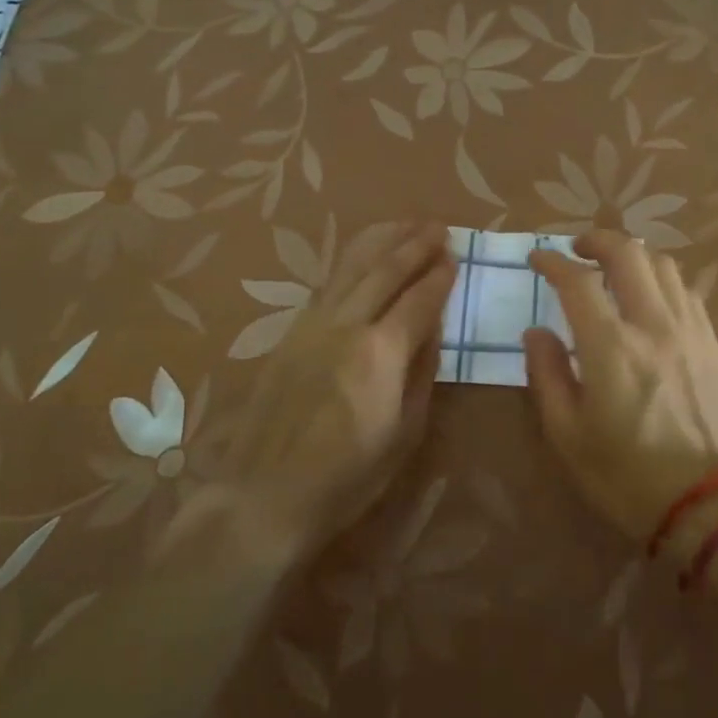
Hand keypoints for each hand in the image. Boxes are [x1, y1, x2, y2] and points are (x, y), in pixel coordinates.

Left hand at [171, 222, 454, 563]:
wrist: (262, 495)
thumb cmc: (346, 478)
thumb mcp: (403, 434)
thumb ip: (421, 374)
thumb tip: (433, 331)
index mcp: (381, 352)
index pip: (419, 299)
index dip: (440, 276)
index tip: (456, 257)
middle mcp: (347, 325)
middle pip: (386, 270)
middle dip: (416, 244)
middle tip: (439, 226)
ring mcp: (313, 324)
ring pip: (352, 266)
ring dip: (383, 240)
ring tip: (406, 222)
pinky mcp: (290, 331)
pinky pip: (329, 282)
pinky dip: (351, 258)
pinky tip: (363, 253)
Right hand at [524, 230, 717, 554]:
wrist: (712, 506)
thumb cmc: (628, 478)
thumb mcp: (568, 437)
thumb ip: (546, 375)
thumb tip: (536, 332)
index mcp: (611, 347)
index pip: (577, 281)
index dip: (552, 262)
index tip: (537, 258)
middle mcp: (652, 324)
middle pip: (628, 252)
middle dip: (597, 240)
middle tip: (577, 249)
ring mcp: (689, 329)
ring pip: (663, 264)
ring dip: (633, 255)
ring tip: (614, 268)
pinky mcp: (712, 341)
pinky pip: (685, 289)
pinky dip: (661, 278)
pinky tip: (650, 297)